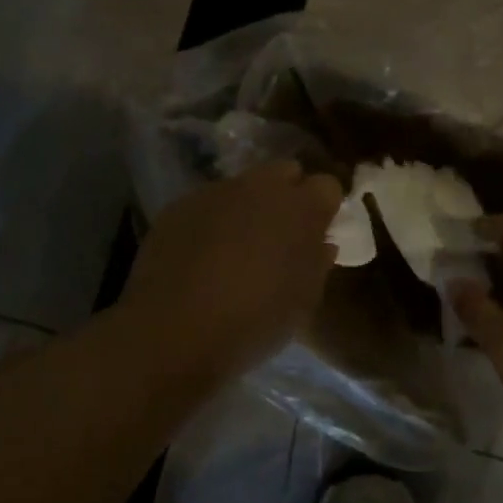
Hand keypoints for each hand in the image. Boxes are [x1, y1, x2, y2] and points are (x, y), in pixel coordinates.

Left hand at [123, 160, 343, 378]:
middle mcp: (261, 187)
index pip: (327, 186)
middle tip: (281, 234)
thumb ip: (317, 263)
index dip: (324, 208)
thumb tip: (320, 243)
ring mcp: (216, 192)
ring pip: (243, 186)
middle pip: (284, 172)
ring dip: (247, 207)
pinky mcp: (180, 205)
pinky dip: (212, 220)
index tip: (318, 232)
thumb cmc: (254, 321)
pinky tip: (201, 254)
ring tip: (236, 247)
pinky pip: (207, 203)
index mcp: (301, 208)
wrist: (174, 331)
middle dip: (287, 195)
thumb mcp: (302, 301)